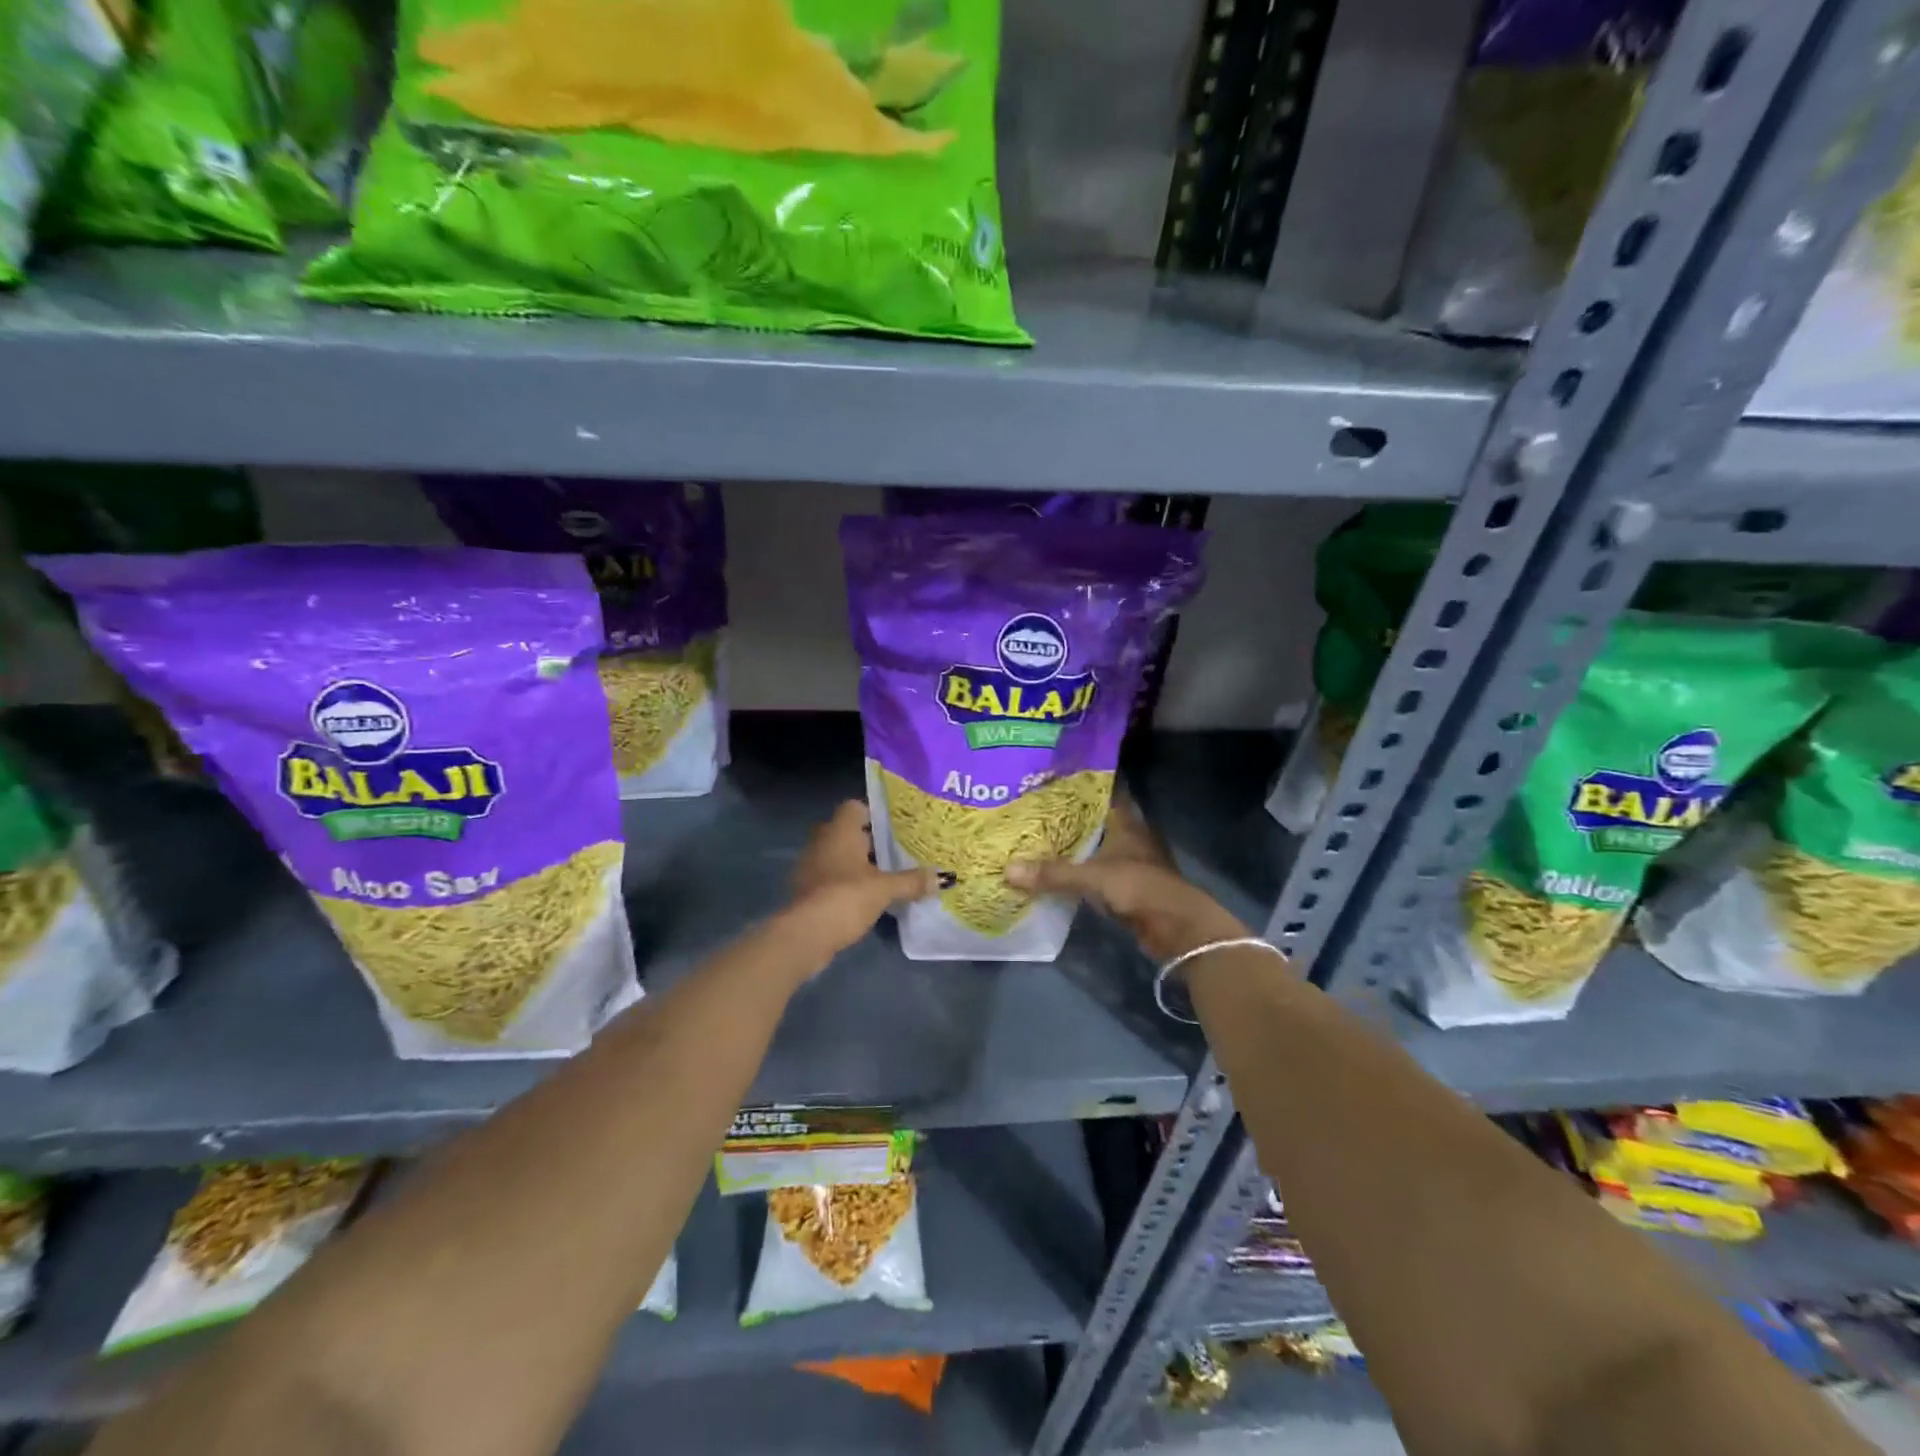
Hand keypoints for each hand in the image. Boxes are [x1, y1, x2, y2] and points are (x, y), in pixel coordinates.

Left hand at [787, 801, 936, 958]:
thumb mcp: (885, 889)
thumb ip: (912, 881)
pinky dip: (848, 884)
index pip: (855, 807)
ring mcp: (811, 866)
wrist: (805, 935)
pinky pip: (832, 878)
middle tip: (900, 851)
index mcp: (840, 830)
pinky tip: (867, 897)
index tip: (897, 827)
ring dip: (859, 865)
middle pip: (849, 832)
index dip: (875, 814)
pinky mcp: (807, 891)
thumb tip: (943, 878)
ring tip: (888, 875)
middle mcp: (822, 841)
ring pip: (840, 856)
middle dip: (872, 842)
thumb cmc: (846, 897)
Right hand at [1005, 792, 1244, 962]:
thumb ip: (1053, 873)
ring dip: (1073, 846)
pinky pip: (1096, 872)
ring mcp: (1131, 863)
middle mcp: (1129, 837)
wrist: (1176, 929)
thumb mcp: (1092, 877)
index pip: (1103, 793)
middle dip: (1068, 816)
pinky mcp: (1128, 887)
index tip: (1051, 779)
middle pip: (1096, 820)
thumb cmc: (1139, 887)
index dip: (1080, 786)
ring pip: (1096, 847)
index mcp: (1126, 822)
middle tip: (1033, 809)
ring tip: (1037, 838)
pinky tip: (1055, 871)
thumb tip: (1008, 870)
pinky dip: (1079, 872)